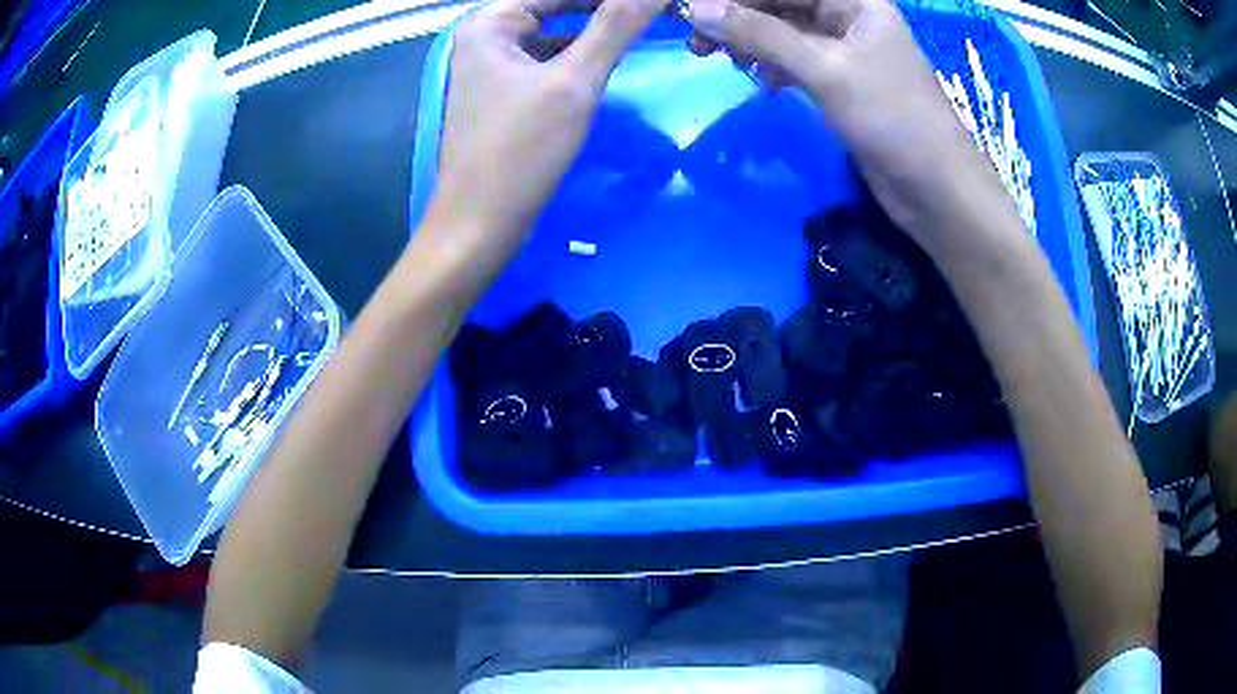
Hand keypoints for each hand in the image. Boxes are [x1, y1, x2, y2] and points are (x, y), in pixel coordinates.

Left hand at [430, 0, 668, 238]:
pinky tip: (612, 56)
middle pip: (559, 7)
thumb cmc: (520, 151)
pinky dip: (581, 55)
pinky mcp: (506, 91)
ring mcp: (495, 64)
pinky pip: (551, 59)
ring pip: (558, 32)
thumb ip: (616, 26)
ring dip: (598, 29)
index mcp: (491, 22)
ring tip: (643, 25)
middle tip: (657, 11)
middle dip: (606, 9)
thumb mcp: (574, 82)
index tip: (656, 0)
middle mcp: (488, 35)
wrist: (480, 225)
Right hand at [686, 0, 1001, 232]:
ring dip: (752, 44)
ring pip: (785, 34)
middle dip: (740, 19)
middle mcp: (850, 18)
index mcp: (856, 1)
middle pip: (782, 5)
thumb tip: (698, 10)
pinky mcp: (842, 82)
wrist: (935, 189)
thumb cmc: (891, 118)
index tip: (694, 12)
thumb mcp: (824, 69)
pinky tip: (762, 83)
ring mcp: (846, 51)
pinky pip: (796, 62)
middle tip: (698, 44)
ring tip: (724, 61)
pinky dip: (774, 68)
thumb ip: (761, 35)